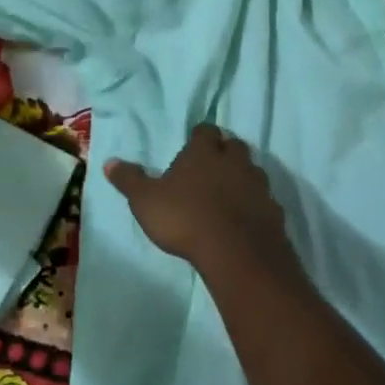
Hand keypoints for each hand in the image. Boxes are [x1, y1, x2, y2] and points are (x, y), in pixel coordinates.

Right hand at [104, 124, 292, 278]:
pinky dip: (255, 206)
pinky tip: (245, 220)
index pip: (205, 130)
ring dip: (242, 178)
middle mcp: (234, 161)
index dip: (199, 137)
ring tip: (228, 194)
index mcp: (203, 152)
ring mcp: (258, 185)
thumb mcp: (145, 201)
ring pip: (252, 171)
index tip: (192, 146)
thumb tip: (109, 162)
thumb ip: (129, 180)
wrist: (237, 253)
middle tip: (211, 167)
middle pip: (233, 146)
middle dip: (225, 152)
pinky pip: (265, 201)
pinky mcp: (274, 211)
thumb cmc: (185, 218)